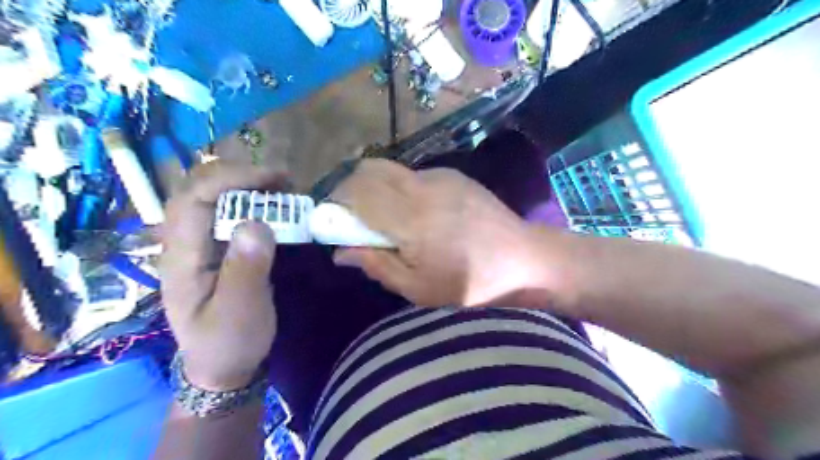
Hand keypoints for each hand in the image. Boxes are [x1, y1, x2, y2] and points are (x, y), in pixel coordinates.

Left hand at [159, 163, 286, 389]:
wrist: (222, 367)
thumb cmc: (229, 342)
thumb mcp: (240, 312)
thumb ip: (246, 269)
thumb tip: (257, 222)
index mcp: (182, 257)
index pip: (194, 199)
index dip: (232, 179)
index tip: (274, 180)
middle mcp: (184, 244)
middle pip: (199, 191)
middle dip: (241, 177)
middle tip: (283, 181)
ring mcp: (199, 246)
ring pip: (213, 199)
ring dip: (247, 187)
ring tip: (283, 189)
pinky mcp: (215, 250)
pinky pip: (228, 215)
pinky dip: (252, 203)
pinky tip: (274, 207)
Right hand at [330, 160, 550, 306]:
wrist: (525, 259)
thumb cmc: (473, 283)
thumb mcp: (419, 289)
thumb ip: (377, 265)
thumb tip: (340, 252)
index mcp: (412, 218)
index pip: (356, 192)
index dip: (336, 203)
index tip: (333, 223)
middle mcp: (422, 187)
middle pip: (368, 169)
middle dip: (350, 190)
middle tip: (355, 220)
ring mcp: (440, 176)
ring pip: (389, 170)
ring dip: (376, 189)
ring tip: (389, 220)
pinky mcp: (454, 175)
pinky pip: (413, 175)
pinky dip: (400, 189)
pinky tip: (418, 214)